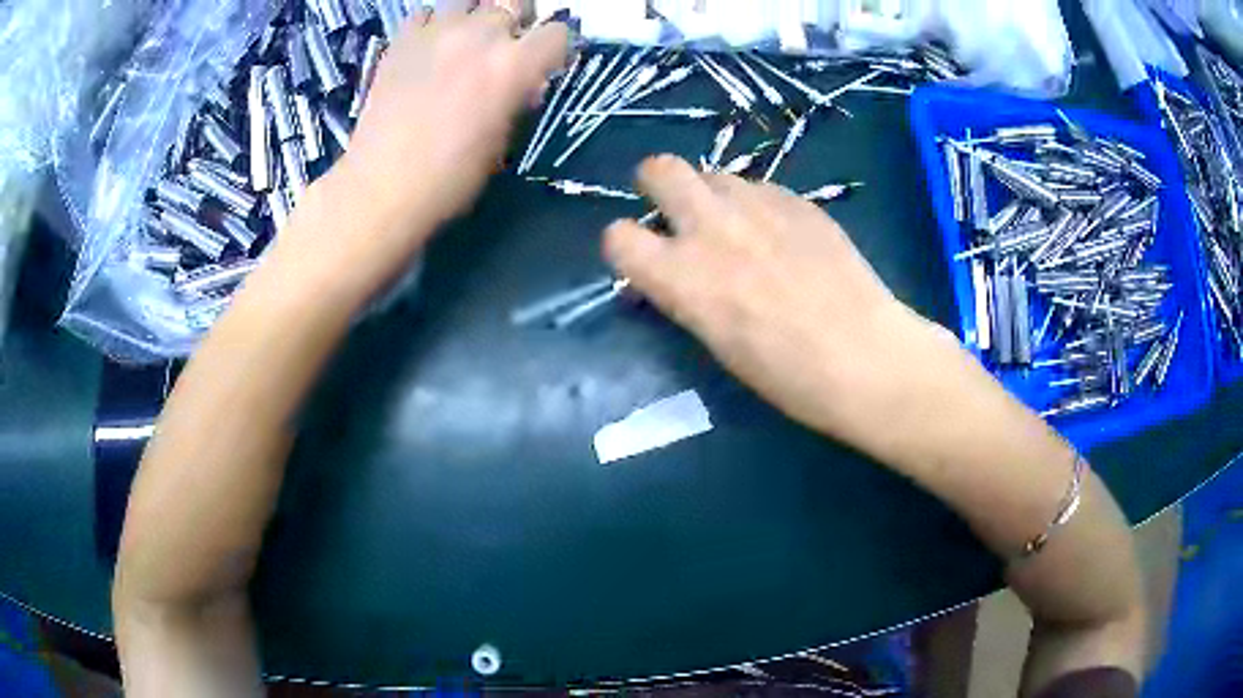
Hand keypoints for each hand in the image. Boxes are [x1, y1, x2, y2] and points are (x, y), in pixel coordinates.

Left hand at [275, 3, 569, 305]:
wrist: (381, 188)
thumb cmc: (449, 178)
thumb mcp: (501, 141)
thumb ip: (517, 99)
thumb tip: (525, 83)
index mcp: (513, 66)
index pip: (557, 32)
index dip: (555, 48)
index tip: (545, 63)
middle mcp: (479, 36)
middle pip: (513, 2)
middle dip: (516, 21)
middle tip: (504, 46)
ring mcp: (436, 32)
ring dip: (474, 16)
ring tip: (464, 41)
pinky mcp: (400, 40)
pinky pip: (424, 13)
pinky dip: (432, 25)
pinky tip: (428, 47)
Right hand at [604, 156, 1007, 472]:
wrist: (866, 355)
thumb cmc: (788, 375)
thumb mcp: (717, 342)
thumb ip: (686, 295)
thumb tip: (673, 275)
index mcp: (682, 277)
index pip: (618, 236)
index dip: (624, 245)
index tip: (642, 258)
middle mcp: (712, 228)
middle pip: (659, 169)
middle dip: (656, 185)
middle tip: (676, 212)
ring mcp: (758, 205)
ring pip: (713, 174)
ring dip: (711, 195)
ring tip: (738, 227)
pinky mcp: (798, 201)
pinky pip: (760, 187)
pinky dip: (757, 204)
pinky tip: (783, 235)